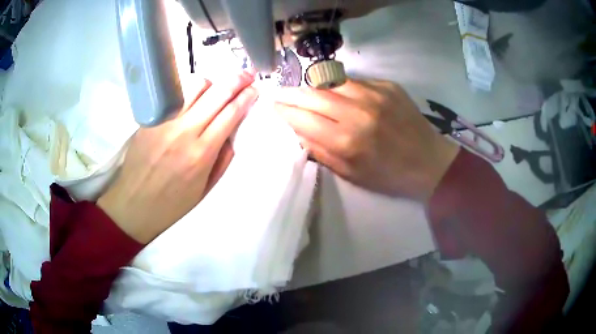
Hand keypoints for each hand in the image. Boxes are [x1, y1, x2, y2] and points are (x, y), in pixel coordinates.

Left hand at [98, 71, 257, 242]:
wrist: (134, 205)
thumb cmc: (172, 204)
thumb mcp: (205, 189)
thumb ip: (223, 158)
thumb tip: (232, 132)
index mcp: (202, 153)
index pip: (231, 113)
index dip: (246, 97)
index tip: (255, 89)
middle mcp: (184, 131)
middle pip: (217, 93)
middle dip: (237, 79)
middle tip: (247, 74)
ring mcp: (165, 121)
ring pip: (195, 86)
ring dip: (212, 83)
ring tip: (217, 89)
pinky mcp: (150, 118)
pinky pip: (176, 95)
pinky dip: (190, 92)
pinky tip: (193, 99)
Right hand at [274, 79, 458, 201]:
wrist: (429, 161)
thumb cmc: (389, 175)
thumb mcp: (350, 174)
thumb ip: (320, 150)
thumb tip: (297, 129)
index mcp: (347, 141)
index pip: (302, 118)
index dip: (284, 111)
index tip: (273, 107)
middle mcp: (358, 111)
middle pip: (312, 93)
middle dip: (291, 93)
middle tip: (281, 94)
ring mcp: (374, 93)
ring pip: (330, 81)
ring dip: (313, 86)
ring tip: (306, 92)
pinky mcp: (387, 85)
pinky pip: (353, 80)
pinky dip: (339, 86)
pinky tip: (338, 94)